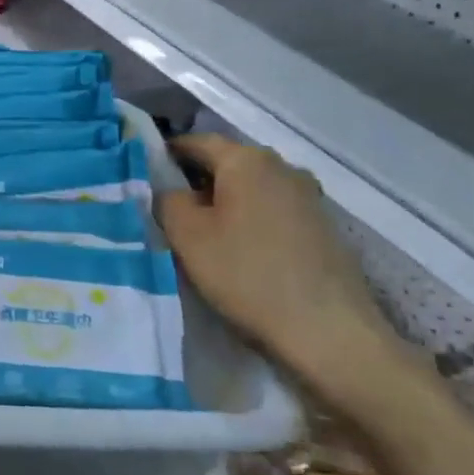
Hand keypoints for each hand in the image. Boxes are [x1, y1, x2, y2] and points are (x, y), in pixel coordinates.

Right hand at [158, 134, 399, 405]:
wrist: (329, 332)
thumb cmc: (247, 275)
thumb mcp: (187, 236)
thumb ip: (167, 201)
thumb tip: (170, 191)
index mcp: (247, 160)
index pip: (195, 142)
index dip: (165, 155)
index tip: (144, 176)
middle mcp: (282, 167)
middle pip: (226, 164)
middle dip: (195, 182)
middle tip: (169, 211)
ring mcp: (308, 197)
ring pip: (250, 189)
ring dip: (225, 204)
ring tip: (203, 236)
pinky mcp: (323, 228)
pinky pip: (273, 211)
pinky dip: (250, 221)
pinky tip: (241, 252)